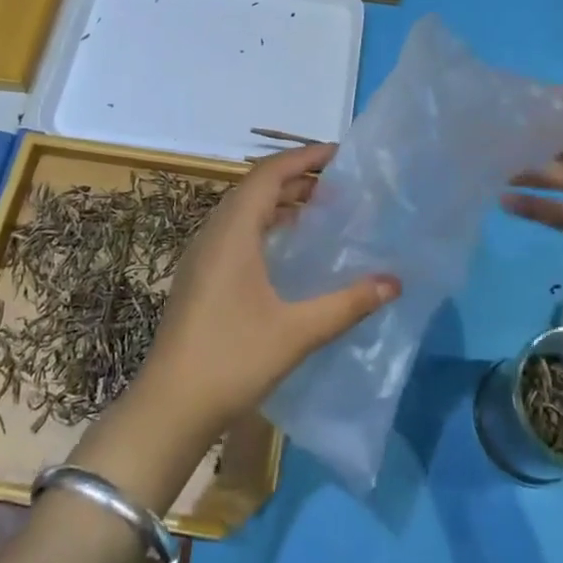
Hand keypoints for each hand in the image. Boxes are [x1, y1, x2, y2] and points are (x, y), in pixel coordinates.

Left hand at [134, 143, 400, 443]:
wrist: (169, 407)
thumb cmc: (232, 360)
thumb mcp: (297, 332)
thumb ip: (347, 303)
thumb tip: (394, 282)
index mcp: (233, 231)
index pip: (269, 174)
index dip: (304, 157)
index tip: (340, 154)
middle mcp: (214, 232)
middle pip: (256, 187)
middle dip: (297, 178)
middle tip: (340, 184)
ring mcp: (202, 255)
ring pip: (244, 210)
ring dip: (280, 202)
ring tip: (320, 210)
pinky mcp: (200, 276)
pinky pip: (236, 231)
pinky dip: (266, 225)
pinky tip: (287, 250)